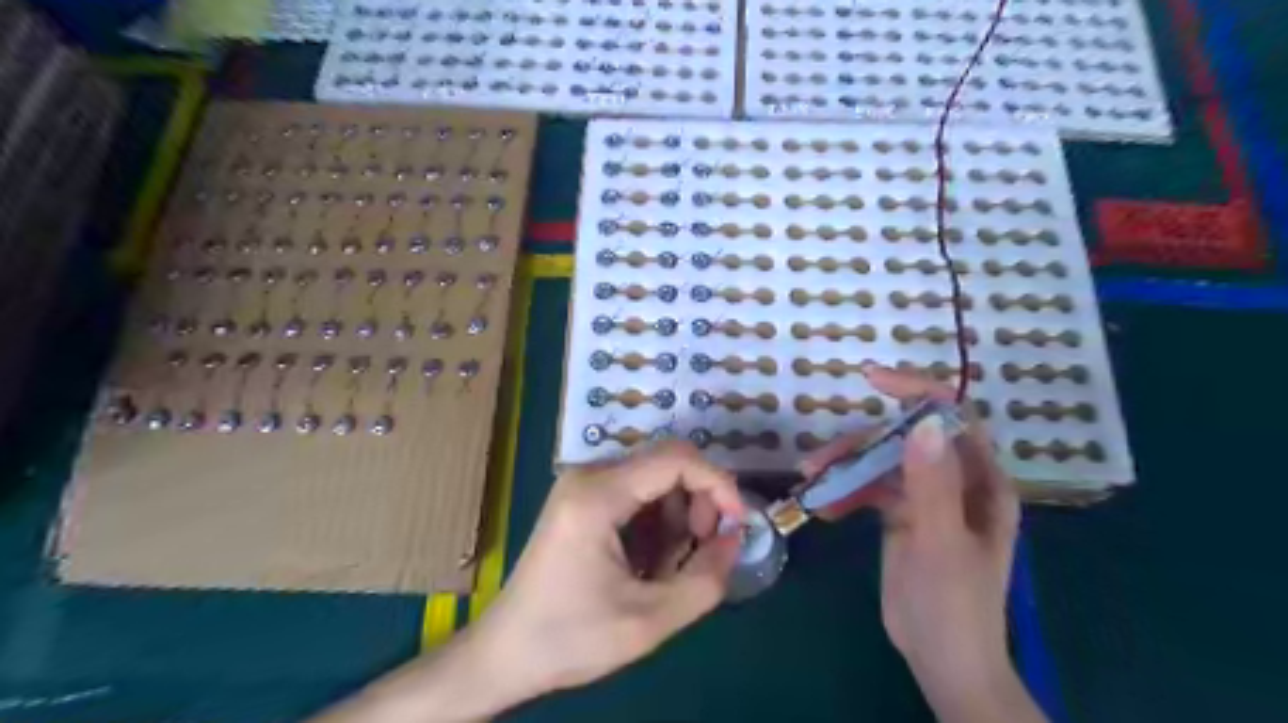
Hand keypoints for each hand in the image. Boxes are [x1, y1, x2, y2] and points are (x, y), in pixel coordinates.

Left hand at [313, 442, 750, 721]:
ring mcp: (582, 484)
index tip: (737, 525)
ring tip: (671, 567)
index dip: (718, 485)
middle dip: (699, 503)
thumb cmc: (570, 638)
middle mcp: (589, 474)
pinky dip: (657, 522)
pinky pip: (637, 493)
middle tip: (703, 552)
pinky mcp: (582, 497)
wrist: (505, 652)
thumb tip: (735, 538)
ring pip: (655, 478)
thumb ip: (705, 579)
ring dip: (679, 516)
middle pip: (667, 464)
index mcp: (598, 495)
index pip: (677, 459)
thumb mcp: (649, 621)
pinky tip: (649, 562)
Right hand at [802, 367, 1040, 721]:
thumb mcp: (942, 544)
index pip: (952, 418)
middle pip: (905, 439)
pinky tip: (823, 508)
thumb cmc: (954, 605)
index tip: (873, 381)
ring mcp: (926, 498)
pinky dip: (846, 493)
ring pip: (882, 462)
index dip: (917, 392)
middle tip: (820, 459)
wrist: (941, 660)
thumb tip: (922, 423)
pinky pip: (869, 490)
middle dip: (862, 443)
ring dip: (846, 467)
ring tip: (811, 480)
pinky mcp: (901, 516)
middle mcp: (955, 481)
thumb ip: (932, 486)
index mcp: (981, 482)